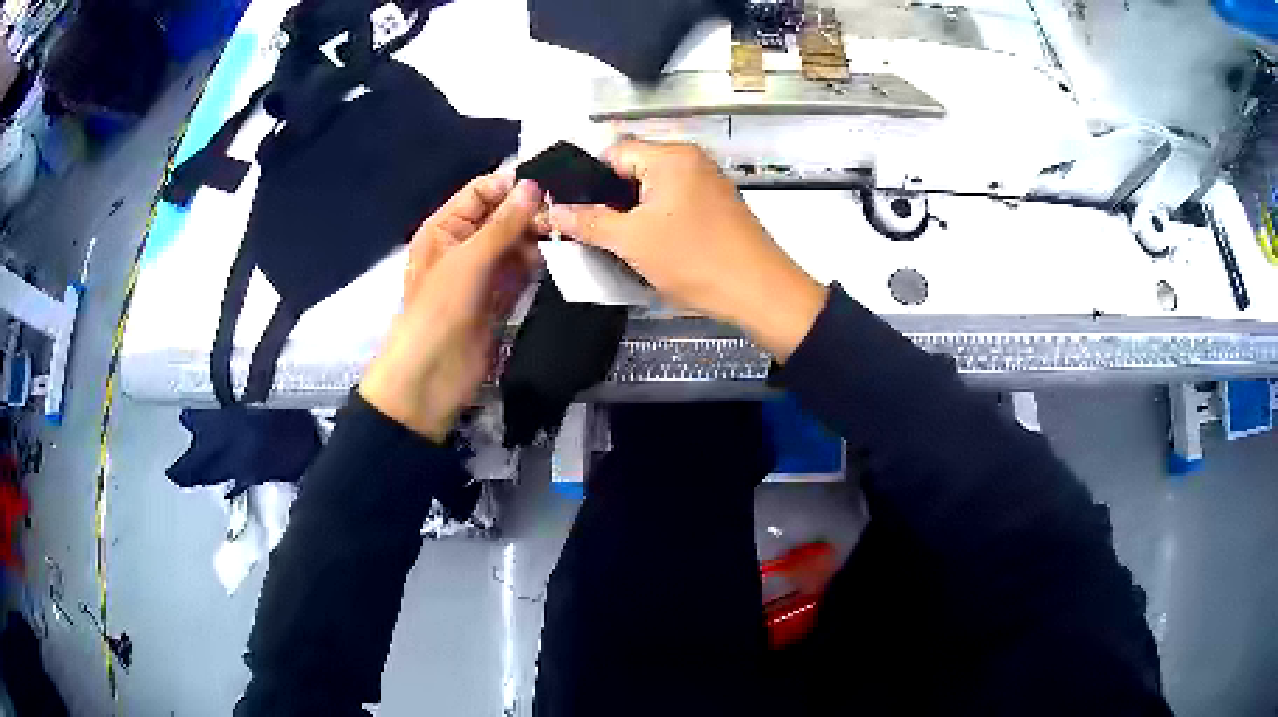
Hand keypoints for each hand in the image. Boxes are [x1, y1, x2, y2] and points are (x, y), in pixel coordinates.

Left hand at [359, 174, 541, 440]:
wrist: (432, 377)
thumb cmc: (439, 310)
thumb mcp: (468, 260)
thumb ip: (503, 224)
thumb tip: (534, 187)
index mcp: (444, 229)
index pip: (479, 193)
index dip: (509, 186)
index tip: (548, 182)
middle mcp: (463, 246)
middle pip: (500, 218)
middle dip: (528, 213)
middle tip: (563, 212)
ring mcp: (483, 274)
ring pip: (515, 244)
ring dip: (536, 239)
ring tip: (564, 233)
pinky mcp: (500, 298)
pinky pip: (521, 272)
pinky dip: (537, 264)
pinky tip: (558, 257)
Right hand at [546, 140, 825, 360]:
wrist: (759, 292)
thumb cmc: (698, 261)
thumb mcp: (632, 242)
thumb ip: (588, 223)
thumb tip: (555, 211)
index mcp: (671, 157)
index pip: (612, 153)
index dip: (588, 181)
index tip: (574, 210)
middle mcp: (691, 160)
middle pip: (632, 170)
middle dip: (610, 200)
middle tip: (593, 232)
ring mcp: (708, 182)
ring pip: (653, 189)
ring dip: (633, 214)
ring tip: (621, 243)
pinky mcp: (717, 205)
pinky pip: (675, 203)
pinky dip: (658, 220)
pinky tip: (652, 247)